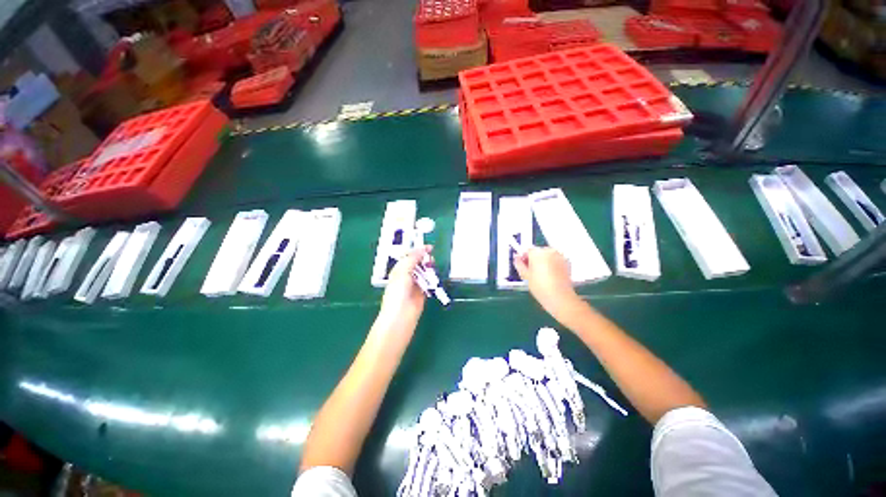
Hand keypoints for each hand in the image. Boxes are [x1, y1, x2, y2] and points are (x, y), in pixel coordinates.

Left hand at [378, 246, 431, 330]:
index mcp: (399, 269)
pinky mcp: (422, 293)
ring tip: (434, 268)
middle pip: (418, 264)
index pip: (409, 256)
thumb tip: (422, 249)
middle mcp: (406, 276)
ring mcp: (415, 285)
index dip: (418, 251)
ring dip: (429, 269)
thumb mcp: (403, 271)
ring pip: (424, 273)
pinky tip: (436, 277)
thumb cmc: (398, 292)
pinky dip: (432, 280)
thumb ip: (412, 259)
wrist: (401, 316)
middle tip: (431, 259)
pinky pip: (429, 283)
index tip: (430, 247)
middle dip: (425, 259)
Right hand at [514, 247, 581, 323]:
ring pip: (547, 255)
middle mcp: (549, 251)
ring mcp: (559, 256)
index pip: (527, 250)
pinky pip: (555, 260)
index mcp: (537, 252)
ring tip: (542, 275)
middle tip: (532, 272)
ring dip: (543, 261)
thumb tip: (517, 258)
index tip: (523, 267)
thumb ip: (519, 264)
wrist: (560, 298)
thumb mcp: (525, 276)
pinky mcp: (567, 262)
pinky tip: (550, 276)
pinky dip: (552, 264)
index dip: (524, 258)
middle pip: (538, 252)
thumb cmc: (540, 287)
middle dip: (534, 259)